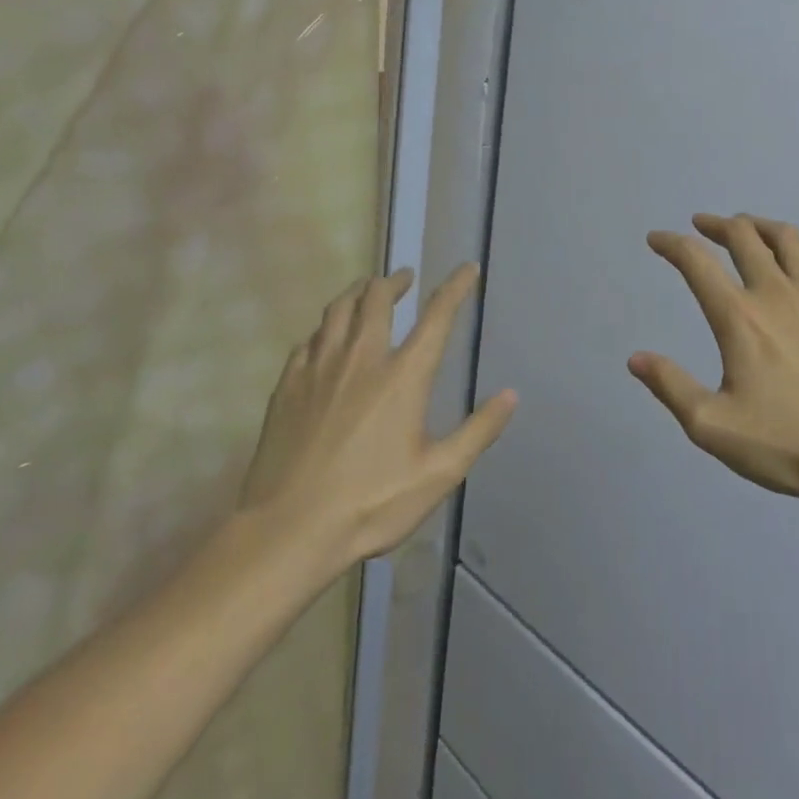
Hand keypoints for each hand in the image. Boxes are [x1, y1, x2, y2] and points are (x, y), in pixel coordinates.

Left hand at [242, 264, 516, 565]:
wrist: (288, 530)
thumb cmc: (370, 504)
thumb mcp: (438, 475)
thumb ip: (478, 431)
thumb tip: (511, 394)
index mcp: (403, 376)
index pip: (436, 316)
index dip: (455, 288)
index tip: (466, 268)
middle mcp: (361, 359)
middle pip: (377, 299)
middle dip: (394, 281)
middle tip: (404, 278)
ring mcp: (319, 368)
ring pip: (338, 309)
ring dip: (357, 292)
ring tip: (366, 290)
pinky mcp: (287, 385)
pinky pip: (309, 339)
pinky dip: (325, 327)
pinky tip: (325, 336)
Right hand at [629, 214, 798, 503]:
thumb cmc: (787, 444)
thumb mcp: (713, 427)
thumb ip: (671, 387)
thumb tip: (636, 358)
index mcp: (739, 317)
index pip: (697, 262)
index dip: (671, 244)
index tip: (656, 239)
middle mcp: (776, 293)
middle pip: (742, 235)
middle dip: (715, 224)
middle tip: (700, 227)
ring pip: (786, 237)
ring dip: (757, 226)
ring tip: (745, 230)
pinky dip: (796, 253)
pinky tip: (794, 266)